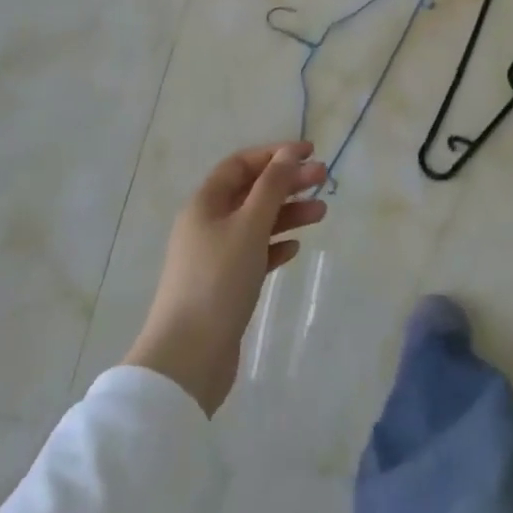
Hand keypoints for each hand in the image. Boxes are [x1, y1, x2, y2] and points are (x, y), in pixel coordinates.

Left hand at [124, 142, 327, 416]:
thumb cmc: (218, 281)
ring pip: (257, 223)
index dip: (274, 154)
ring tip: (321, 213)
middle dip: (287, 182)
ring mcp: (215, 256)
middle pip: (252, 191)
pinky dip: (276, 245)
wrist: (188, 360)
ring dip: (288, 213)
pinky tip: (295, 247)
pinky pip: (255, 253)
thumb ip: (272, 186)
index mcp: (205, 203)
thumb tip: (289, 153)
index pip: (241, 164)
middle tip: (324, 179)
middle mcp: (207, 224)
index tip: (309, 153)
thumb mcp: (249, 226)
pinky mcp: (225, 286)